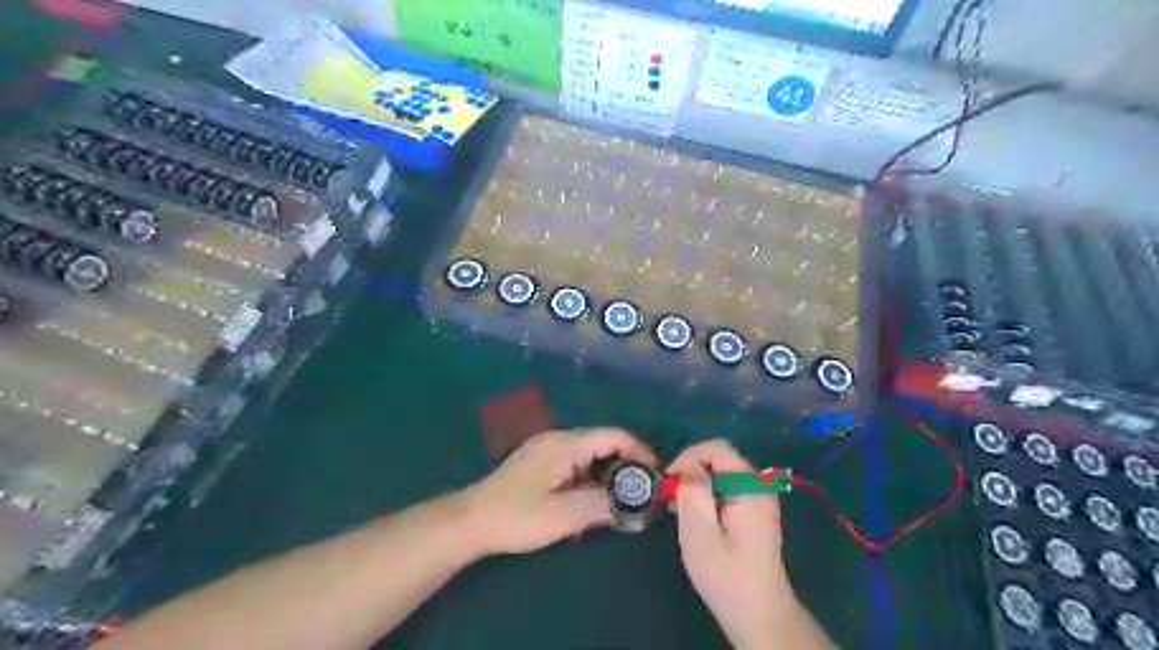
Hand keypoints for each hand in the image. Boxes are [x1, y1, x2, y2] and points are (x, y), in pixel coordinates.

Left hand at [465, 427, 655, 557]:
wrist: (470, 521)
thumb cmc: (517, 516)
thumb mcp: (564, 515)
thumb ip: (603, 505)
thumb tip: (637, 502)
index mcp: (565, 444)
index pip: (613, 435)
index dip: (639, 451)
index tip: (655, 476)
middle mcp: (558, 439)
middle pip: (603, 442)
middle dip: (626, 464)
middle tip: (642, 492)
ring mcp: (547, 449)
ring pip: (590, 453)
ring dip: (608, 473)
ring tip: (622, 499)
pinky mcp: (540, 463)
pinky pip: (576, 463)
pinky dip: (591, 477)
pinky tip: (592, 499)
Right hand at [672, 439, 797, 647]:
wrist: (759, 615)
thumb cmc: (726, 576)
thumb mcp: (700, 533)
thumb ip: (693, 492)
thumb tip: (688, 466)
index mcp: (750, 487)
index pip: (717, 448)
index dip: (689, 457)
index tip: (669, 481)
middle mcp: (759, 486)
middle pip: (720, 458)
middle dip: (692, 471)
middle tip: (671, 498)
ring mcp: (759, 499)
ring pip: (721, 473)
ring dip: (698, 484)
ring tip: (680, 510)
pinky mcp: (754, 512)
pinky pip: (727, 488)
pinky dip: (708, 495)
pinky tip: (696, 518)